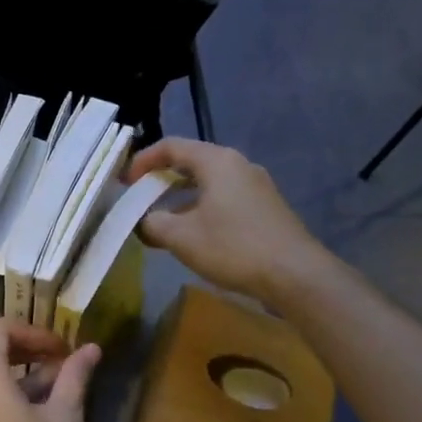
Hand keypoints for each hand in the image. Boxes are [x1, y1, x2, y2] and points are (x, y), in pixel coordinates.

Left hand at [0, 318, 99, 421]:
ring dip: (27, 377)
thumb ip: (74, 378)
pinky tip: (44, 415)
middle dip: (32, 351)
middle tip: (67, 364)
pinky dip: (13, 396)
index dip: (34, 330)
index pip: (0, 328)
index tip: (63, 349)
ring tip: (64, 391)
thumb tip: (91, 348)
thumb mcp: (63, 420)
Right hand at [126, 138, 331, 304]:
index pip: (172, 146)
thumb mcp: (181, 237)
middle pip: (191, 162)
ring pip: (208, 182)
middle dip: (161, 180)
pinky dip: (201, 208)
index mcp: (217, 162)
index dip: (143, 160)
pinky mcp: (265, 208)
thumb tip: (143, 221)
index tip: (125, 182)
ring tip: (162, 221)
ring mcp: (256, 186)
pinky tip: (193, 235)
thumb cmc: (234, 247)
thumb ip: (153, 223)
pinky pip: (224, 198)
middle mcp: (238, 166)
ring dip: (180, 198)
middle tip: (140, 198)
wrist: (296, 275)